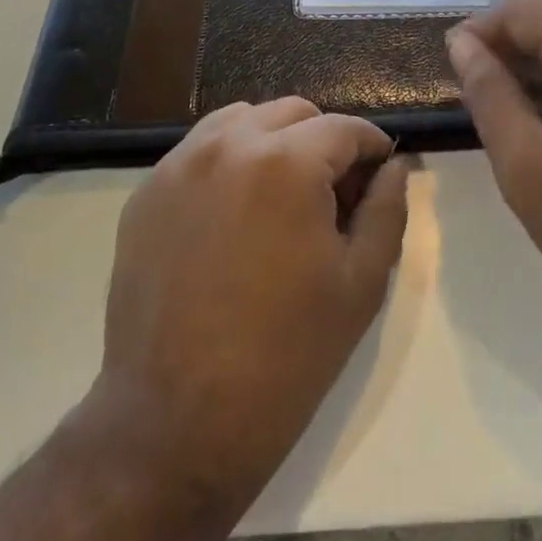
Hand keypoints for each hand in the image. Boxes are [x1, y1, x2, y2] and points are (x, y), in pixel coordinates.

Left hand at [71, 97, 408, 540]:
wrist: (173, 427)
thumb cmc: (285, 358)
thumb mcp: (362, 284)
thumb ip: (387, 209)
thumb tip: (394, 165)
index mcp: (286, 162)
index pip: (344, 127)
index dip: (372, 148)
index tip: (379, 177)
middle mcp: (229, 145)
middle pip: (294, 113)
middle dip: (323, 142)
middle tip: (332, 197)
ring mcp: (180, 165)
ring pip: (244, 120)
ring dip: (274, 143)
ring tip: (282, 201)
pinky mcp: (147, 193)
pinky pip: (201, 151)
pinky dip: (229, 162)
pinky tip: (234, 216)